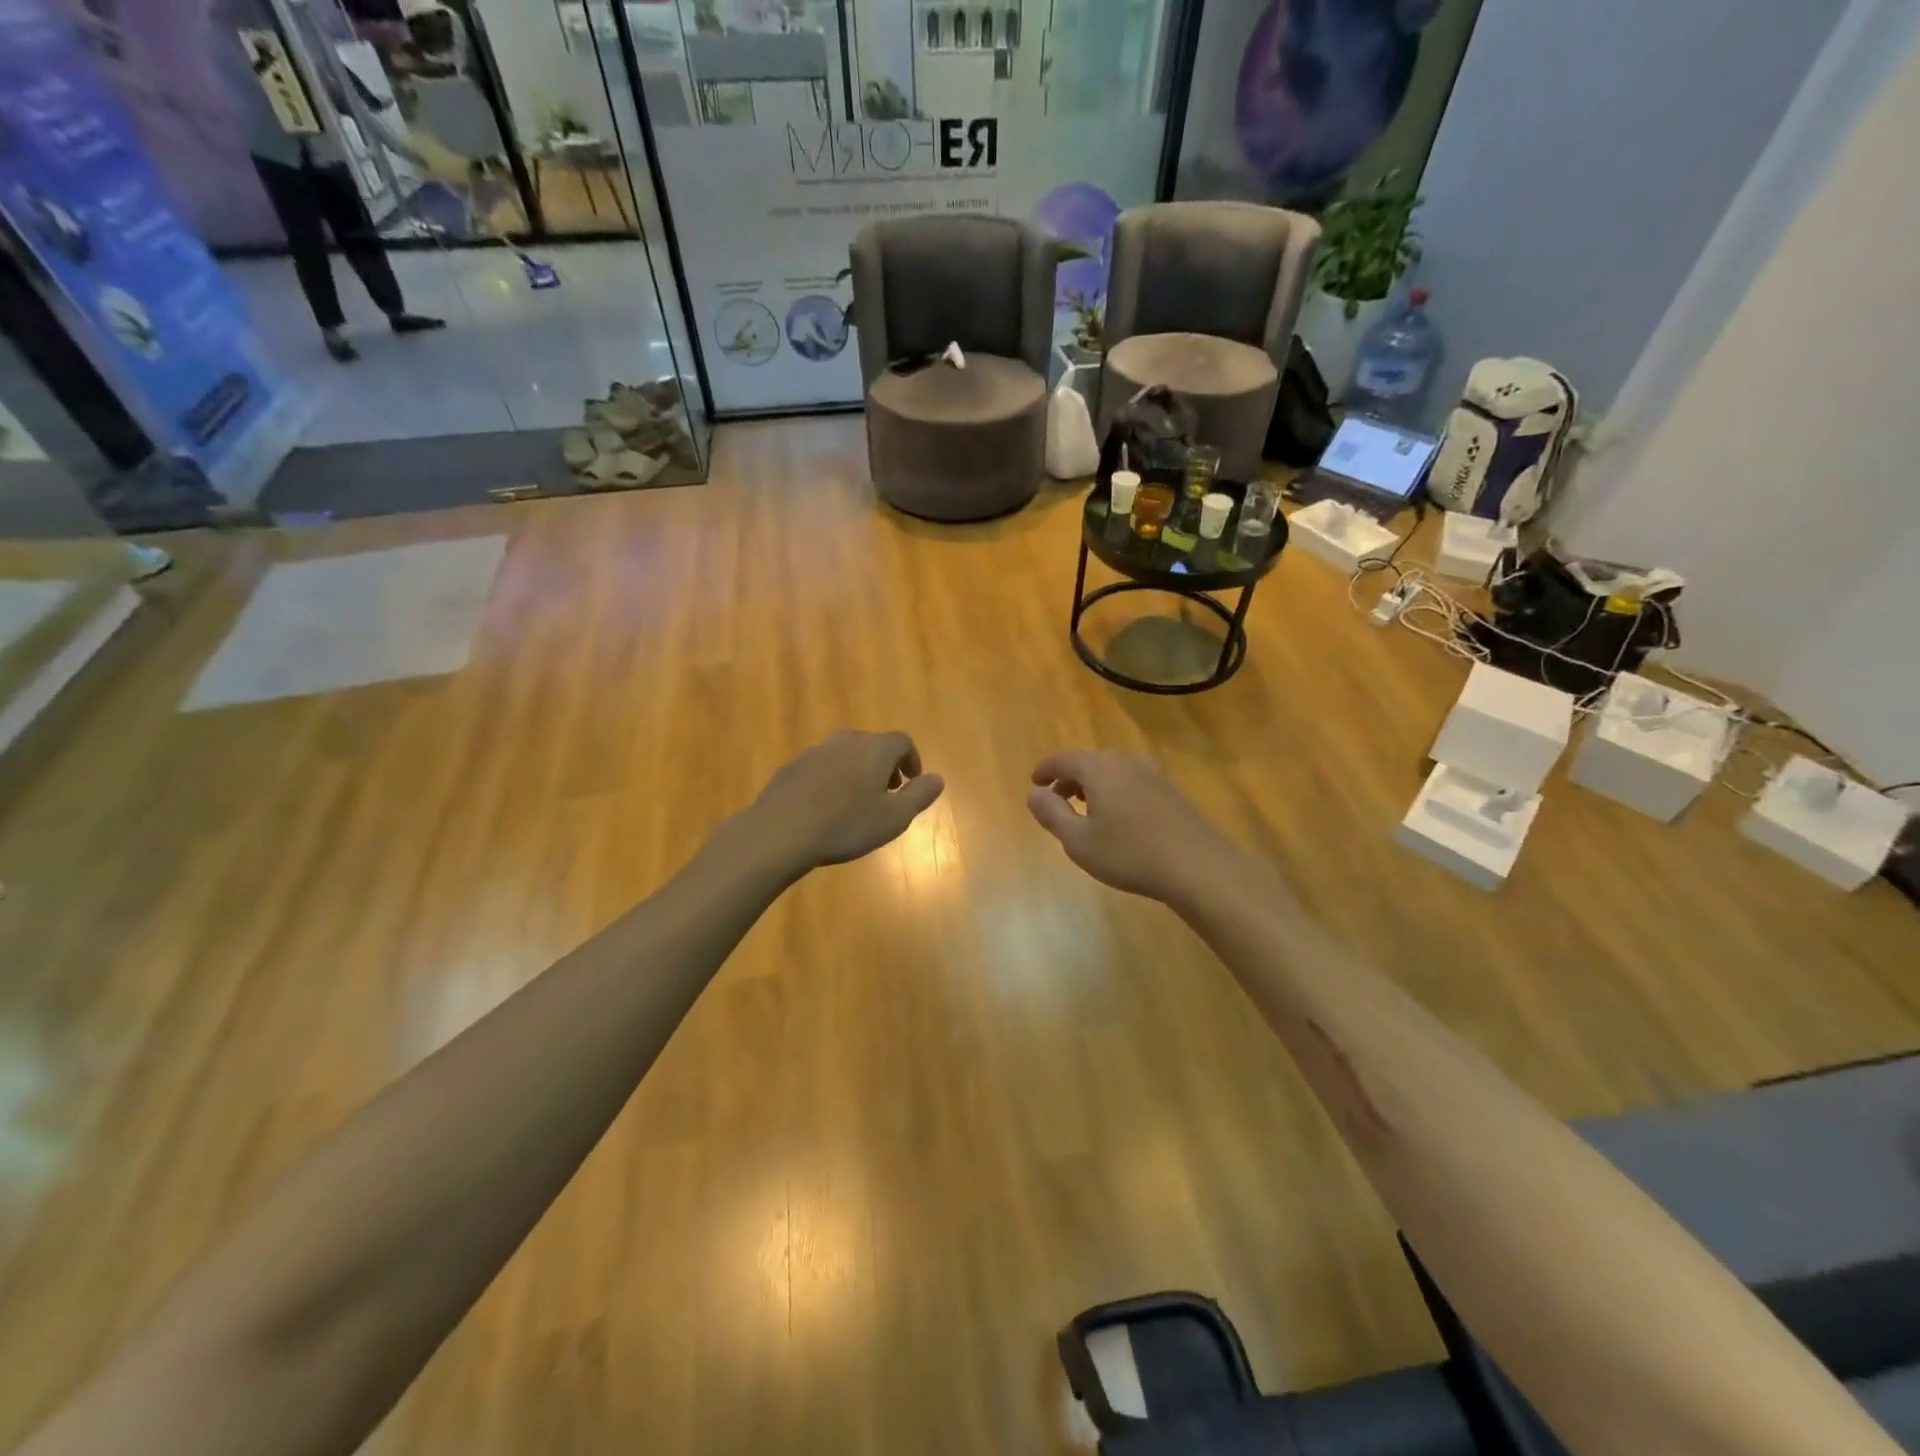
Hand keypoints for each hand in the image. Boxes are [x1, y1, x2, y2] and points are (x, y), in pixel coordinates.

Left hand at [748, 730, 944, 871]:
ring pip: (846, 753)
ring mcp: (816, 751)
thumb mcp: (894, 817)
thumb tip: (937, 778)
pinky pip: (823, 766)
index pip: (903, 742)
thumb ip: (919, 795)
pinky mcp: (793, 766)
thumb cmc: (846, 825)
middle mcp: (846, 741)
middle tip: (888, 792)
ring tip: (858, 801)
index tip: (912, 782)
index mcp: (875, 748)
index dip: (912, 760)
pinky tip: (827, 806)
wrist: (781, 832)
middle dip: (886, 765)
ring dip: (858, 770)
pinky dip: (833, 778)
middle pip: (873, 744)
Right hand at [1027, 751, 1246, 903]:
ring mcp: (1154, 775)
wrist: (1199, 866)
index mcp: (1100, 768)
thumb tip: (1035, 794)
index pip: (1064, 760)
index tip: (1035, 782)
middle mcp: (1126, 763)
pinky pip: (1133, 783)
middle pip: (1090, 762)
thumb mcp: (1078, 841)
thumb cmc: (1130, 854)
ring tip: (1087, 808)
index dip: (1046, 770)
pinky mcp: (1172, 792)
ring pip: (1114, 772)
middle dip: (1070, 778)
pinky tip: (1120, 818)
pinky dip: (1117, 792)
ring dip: (1095, 785)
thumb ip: (1052, 814)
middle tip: (1058, 798)